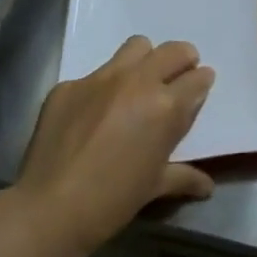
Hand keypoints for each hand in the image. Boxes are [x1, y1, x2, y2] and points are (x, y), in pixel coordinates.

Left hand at [13, 37, 216, 255]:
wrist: (49, 209)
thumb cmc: (112, 201)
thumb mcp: (155, 187)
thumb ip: (184, 176)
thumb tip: (207, 185)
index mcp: (166, 106)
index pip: (198, 78)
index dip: (202, 82)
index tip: (198, 89)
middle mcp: (137, 82)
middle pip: (173, 51)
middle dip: (182, 60)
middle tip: (176, 79)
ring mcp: (100, 79)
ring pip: (136, 47)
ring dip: (145, 61)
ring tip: (138, 85)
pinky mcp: (68, 86)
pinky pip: (94, 75)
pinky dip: (102, 88)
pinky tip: (91, 115)